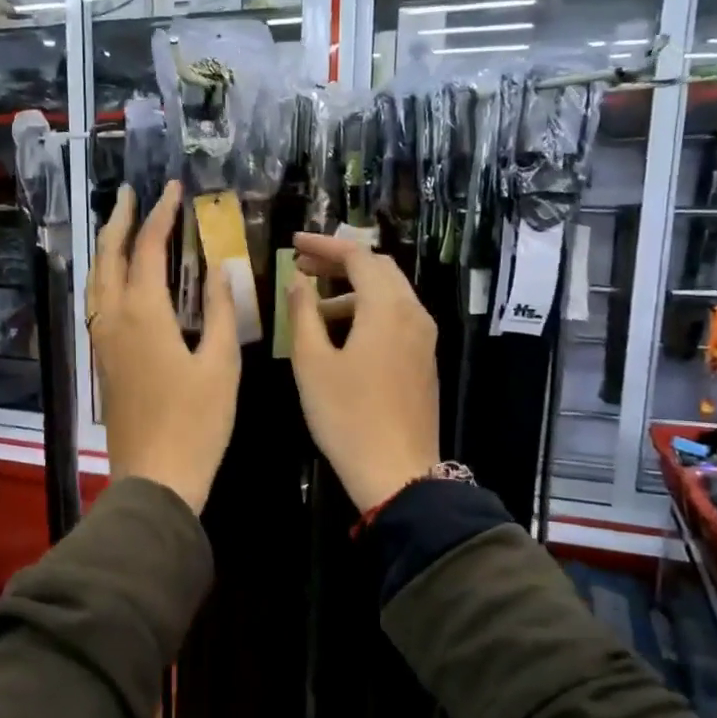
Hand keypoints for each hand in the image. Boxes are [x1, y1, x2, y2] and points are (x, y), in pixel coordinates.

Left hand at [89, 182, 239, 513]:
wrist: (155, 478)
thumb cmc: (197, 424)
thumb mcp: (221, 366)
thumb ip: (221, 313)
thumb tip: (219, 271)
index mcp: (143, 314)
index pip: (147, 248)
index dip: (160, 215)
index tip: (172, 189)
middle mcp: (114, 319)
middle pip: (108, 257)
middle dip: (119, 220)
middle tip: (131, 194)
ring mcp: (103, 341)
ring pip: (96, 281)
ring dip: (107, 247)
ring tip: (119, 226)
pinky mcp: (103, 361)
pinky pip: (97, 304)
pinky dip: (105, 277)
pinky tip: (118, 280)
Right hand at [285, 233, 439, 512]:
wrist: (397, 472)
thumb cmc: (347, 416)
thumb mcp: (312, 363)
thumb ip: (303, 314)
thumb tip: (299, 282)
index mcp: (387, 307)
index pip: (357, 256)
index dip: (323, 246)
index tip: (292, 244)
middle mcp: (413, 313)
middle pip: (378, 270)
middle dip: (339, 263)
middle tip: (302, 267)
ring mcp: (424, 338)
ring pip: (389, 295)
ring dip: (351, 290)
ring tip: (312, 307)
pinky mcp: (423, 360)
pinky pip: (396, 318)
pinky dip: (367, 312)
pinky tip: (340, 334)